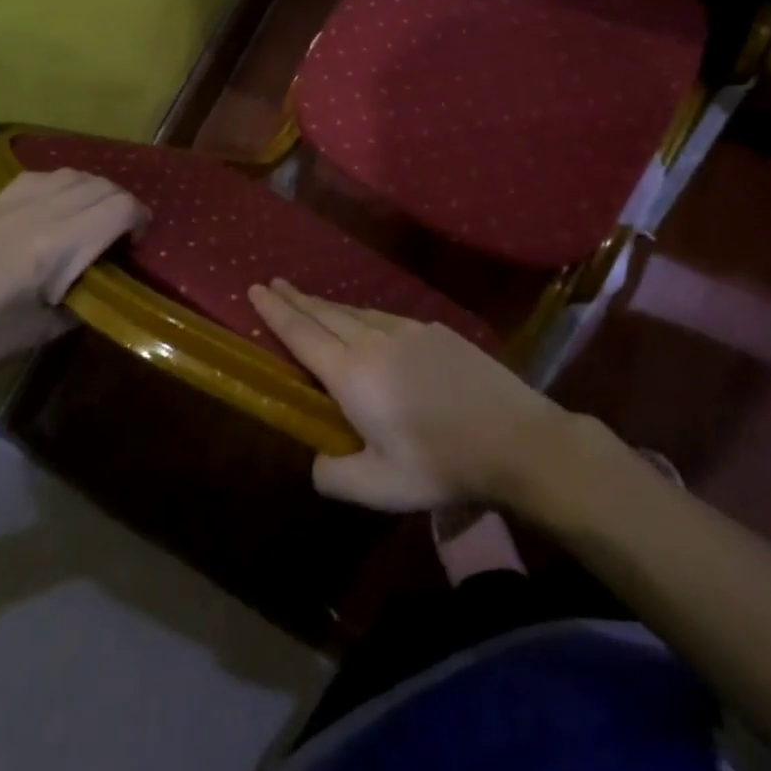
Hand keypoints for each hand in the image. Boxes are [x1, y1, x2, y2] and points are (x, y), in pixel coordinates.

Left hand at [0, 170, 147, 400]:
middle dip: (123, 207)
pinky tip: (60, 212)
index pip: (120, 208)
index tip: (135, 248)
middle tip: (119, 240)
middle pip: (103, 186)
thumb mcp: (48, 329)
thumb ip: (90, 297)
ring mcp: (13, 202)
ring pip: (76, 174)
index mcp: (55, 246)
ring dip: (96, 193)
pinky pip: (45, 175)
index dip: (141, 221)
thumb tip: (112, 280)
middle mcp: (39, 212)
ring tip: (93, 223)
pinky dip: (66, 186)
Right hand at [248, 280, 567, 510]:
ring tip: (312, 302)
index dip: (276, 312)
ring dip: (329, 306)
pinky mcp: (437, 332)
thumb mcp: (380, 487)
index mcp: (352, 374)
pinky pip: (387, 317)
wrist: (515, 438)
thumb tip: (317, 461)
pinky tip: (369, 323)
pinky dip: (363, 315)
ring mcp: (409, 331)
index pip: (302, 334)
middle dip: (296, 299)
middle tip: (275, 283)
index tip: (256, 288)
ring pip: (357, 313)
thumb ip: (335, 475)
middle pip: (326, 314)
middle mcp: (375, 341)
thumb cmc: (441, 464)